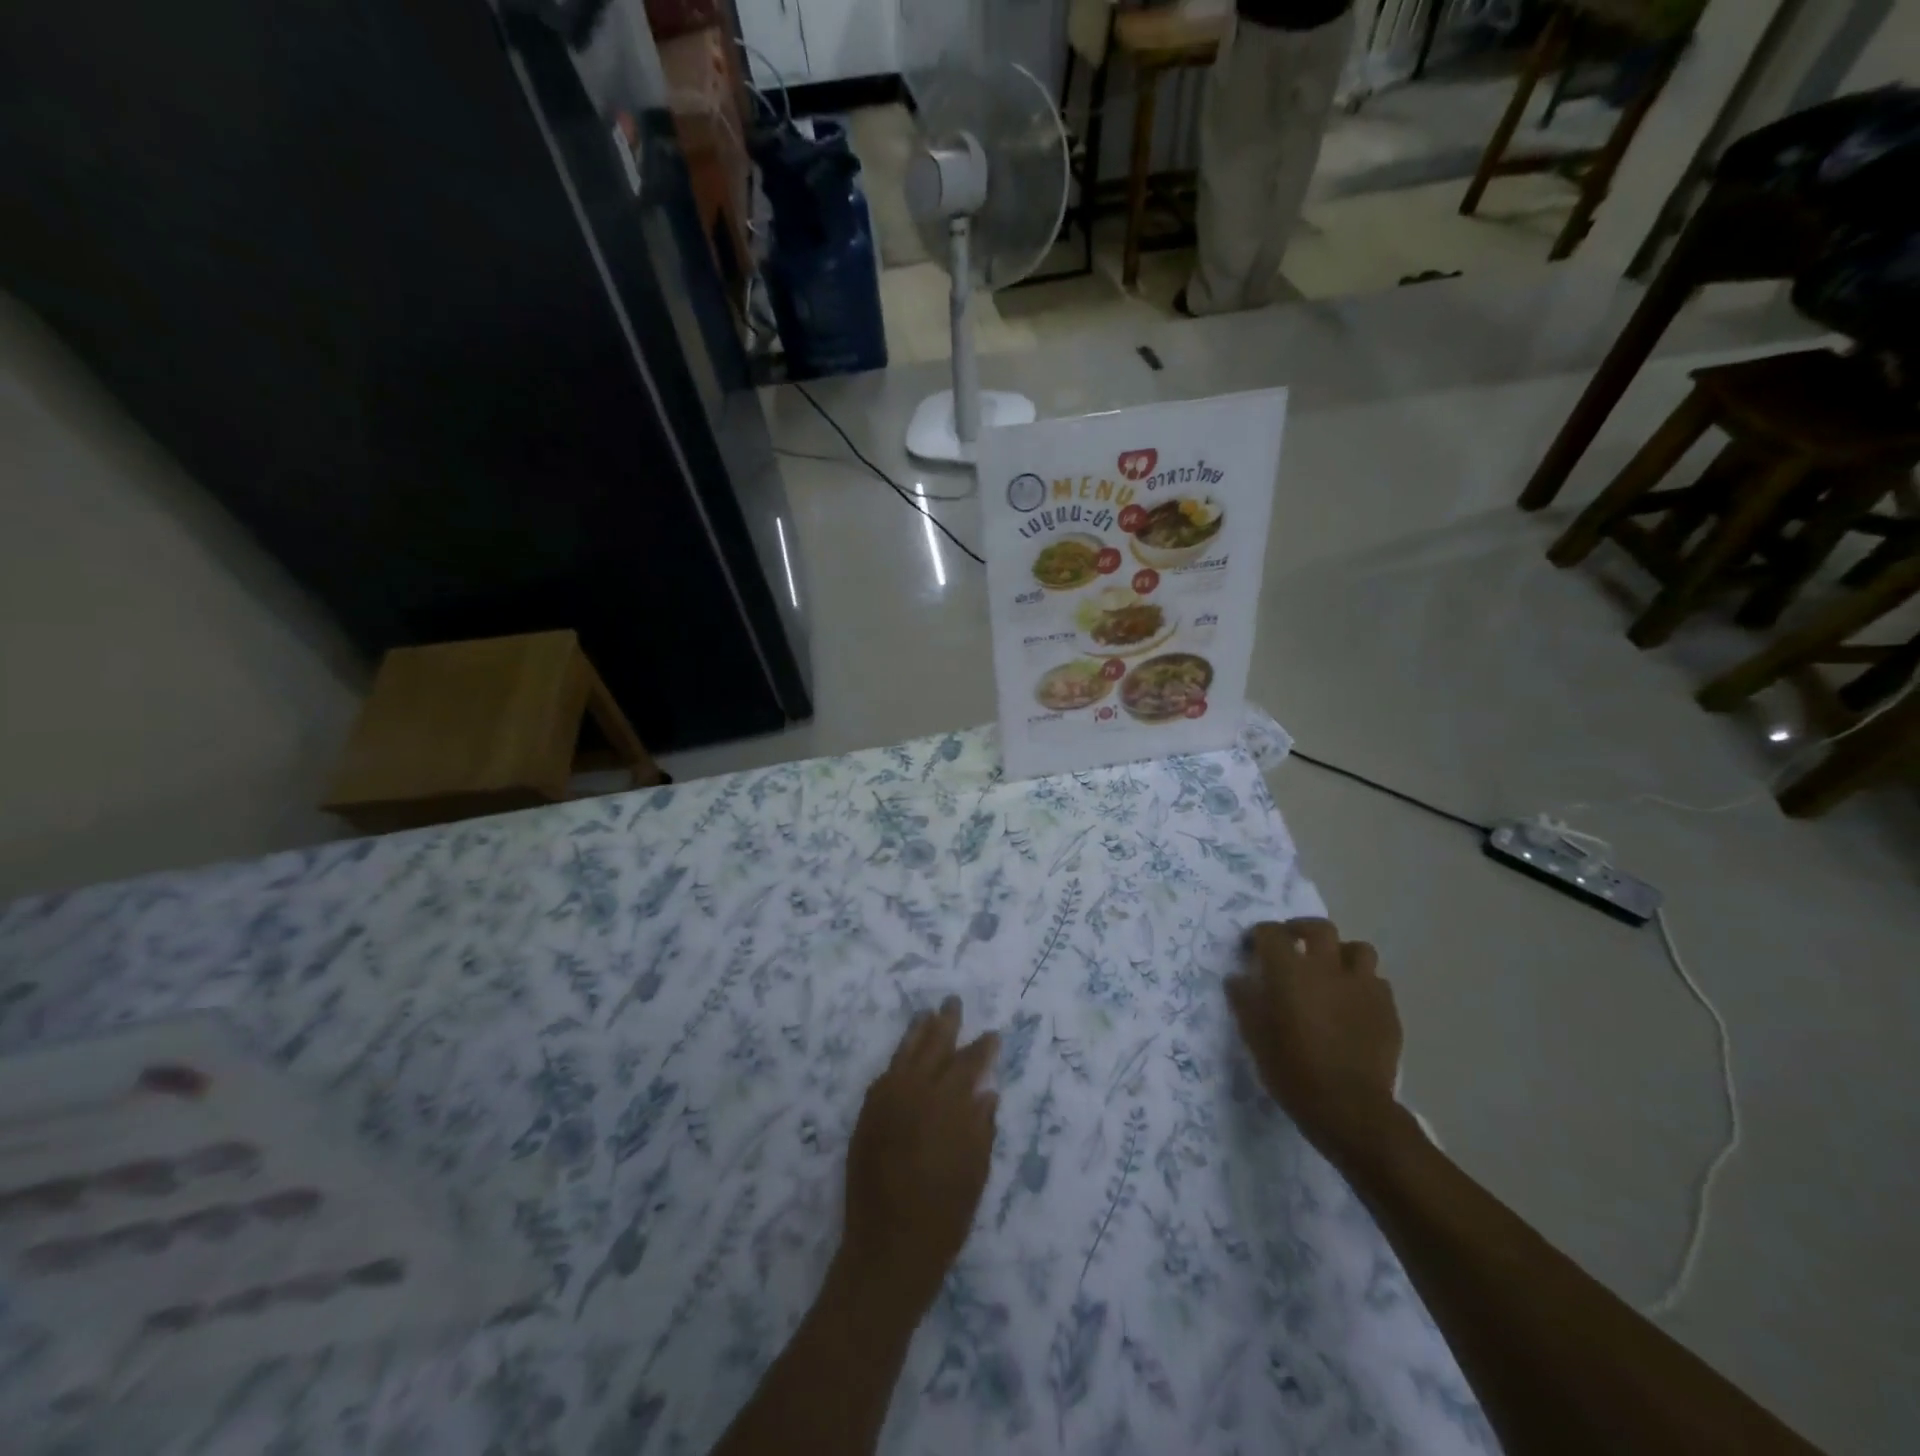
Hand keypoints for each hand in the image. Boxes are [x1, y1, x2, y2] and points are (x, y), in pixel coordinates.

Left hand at [839, 997, 998, 1320]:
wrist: (887, 1251)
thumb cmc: (942, 1219)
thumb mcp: (974, 1175)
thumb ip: (981, 1129)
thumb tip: (986, 1093)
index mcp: (945, 1108)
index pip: (967, 1066)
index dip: (982, 1049)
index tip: (993, 1034)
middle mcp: (913, 1096)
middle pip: (932, 1048)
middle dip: (945, 1024)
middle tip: (953, 1002)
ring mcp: (885, 1104)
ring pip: (903, 1055)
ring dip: (917, 1033)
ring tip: (927, 1014)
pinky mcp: (866, 1118)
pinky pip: (884, 1077)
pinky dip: (896, 1062)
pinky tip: (903, 1056)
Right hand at [1225, 919, 1403, 1161]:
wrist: (1349, 1109)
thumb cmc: (1292, 1070)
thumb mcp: (1254, 1036)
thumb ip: (1244, 1000)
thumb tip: (1238, 978)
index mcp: (1290, 971)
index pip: (1271, 933)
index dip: (1259, 936)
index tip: (1253, 948)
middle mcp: (1327, 968)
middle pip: (1319, 928)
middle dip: (1302, 930)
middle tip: (1292, 945)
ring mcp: (1362, 987)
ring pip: (1358, 949)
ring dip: (1341, 954)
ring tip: (1331, 972)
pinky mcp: (1387, 1009)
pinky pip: (1377, 982)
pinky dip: (1363, 985)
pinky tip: (1353, 1004)